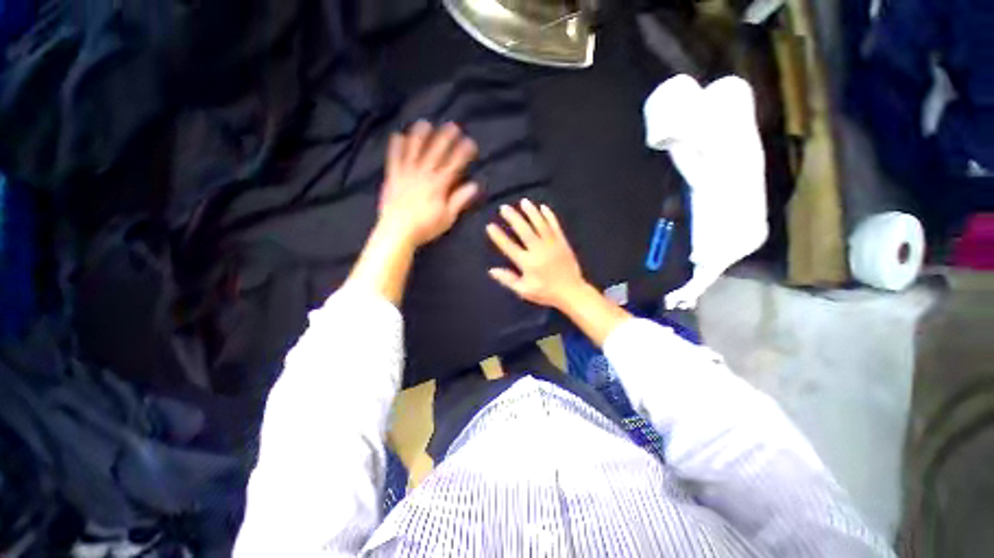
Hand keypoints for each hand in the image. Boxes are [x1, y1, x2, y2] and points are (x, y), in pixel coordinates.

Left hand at [378, 121, 478, 248]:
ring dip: (421, 136)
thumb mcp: (447, 217)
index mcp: (439, 185)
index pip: (454, 164)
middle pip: (436, 152)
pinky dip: (396, 146)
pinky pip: (394, 158)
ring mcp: (407, 174)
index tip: (470, 142)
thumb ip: (459, 200)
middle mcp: (423, 175)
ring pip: (414, 150)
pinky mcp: (393, 177)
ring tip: (425, 123)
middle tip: (452, 125)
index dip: (463, 152)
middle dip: (445, 138)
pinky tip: (398, 135)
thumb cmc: (425, 227)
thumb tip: (474, 186)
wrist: (397, 231)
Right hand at [486, 199, 588, 309]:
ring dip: (531, 212)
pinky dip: (549, 216)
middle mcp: (538, 251)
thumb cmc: (546, 292)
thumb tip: (492, 270)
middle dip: (513, 218)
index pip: (509, 247)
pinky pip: (555, 226)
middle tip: (504, 207)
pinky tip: (543, 207)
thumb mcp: (524, 290)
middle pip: (524, 230)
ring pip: (540, 224)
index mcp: (527, 263)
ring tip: (523, 202)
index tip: (490, 226)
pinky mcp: (562, 242)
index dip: (498, 236)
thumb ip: (508, 279)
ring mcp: (552, 245)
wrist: (571, 292)